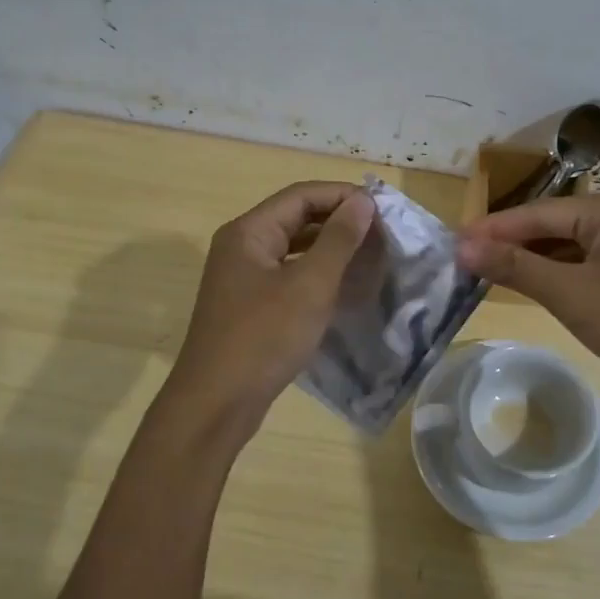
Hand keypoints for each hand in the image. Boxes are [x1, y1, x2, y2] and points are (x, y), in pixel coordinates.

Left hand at [161, 182, 375, 428]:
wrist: (217, 403)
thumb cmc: (264, 337)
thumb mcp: (309, 286)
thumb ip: (338, 240)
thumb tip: (362, 201)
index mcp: (249, 232)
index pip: (301, 195)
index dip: (343, 196)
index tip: (383, 209)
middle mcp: (241, 246)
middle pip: (295, 218)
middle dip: (339, 221)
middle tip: (382, 233)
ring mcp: (242, 277)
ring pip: (293, 248)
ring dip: (330, 248)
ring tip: (370, 256)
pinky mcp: (249, 305)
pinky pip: (288, 275)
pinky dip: (317, 274)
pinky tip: (344, 287)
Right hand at [457, 191, 599, 397]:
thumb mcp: (572, 295)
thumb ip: (516, 267)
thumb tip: (464, 247)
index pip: (537, 213)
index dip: (493, 228)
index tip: (454, 242)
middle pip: (556, 224)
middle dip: (514, 242)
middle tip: (470, 259)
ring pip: (576, 243)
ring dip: (539, 258)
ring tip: (497, 272)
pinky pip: (595, 259)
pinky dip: (566, 270)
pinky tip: (545, 284)